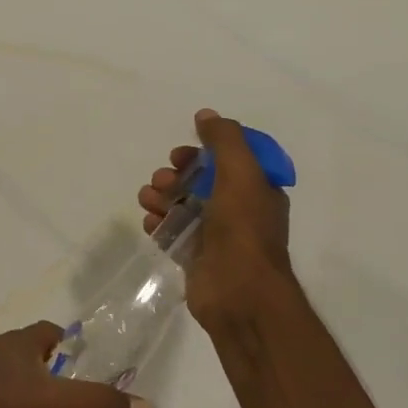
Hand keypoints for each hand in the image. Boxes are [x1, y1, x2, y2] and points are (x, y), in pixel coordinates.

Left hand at [0, 322, 156, 407]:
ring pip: (7, 379)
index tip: (87, 369)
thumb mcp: (45, 404)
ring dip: (25, 396)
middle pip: (30, 356)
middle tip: (71, 407)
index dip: (70, 346)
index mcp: (19, 342)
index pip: (51, 333)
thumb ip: (94, 406)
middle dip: (50, 375)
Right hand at [138, 108, 298, 332]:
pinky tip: (150, 222)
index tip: (182, 153)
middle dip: (176, 174)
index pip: (227, 159)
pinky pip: (171, 230)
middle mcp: (238, 210)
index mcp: (256, 190)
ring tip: (151, 201)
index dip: (202, 151)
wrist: (239, 293)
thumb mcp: (241, 173)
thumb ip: (224, 139)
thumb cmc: (244, 229)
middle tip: (165, 180)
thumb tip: (206, 114)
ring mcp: (215, 235)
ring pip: (181, 203)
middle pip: (200, 180)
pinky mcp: (195, 256)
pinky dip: (158, 222)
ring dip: (161, 196)